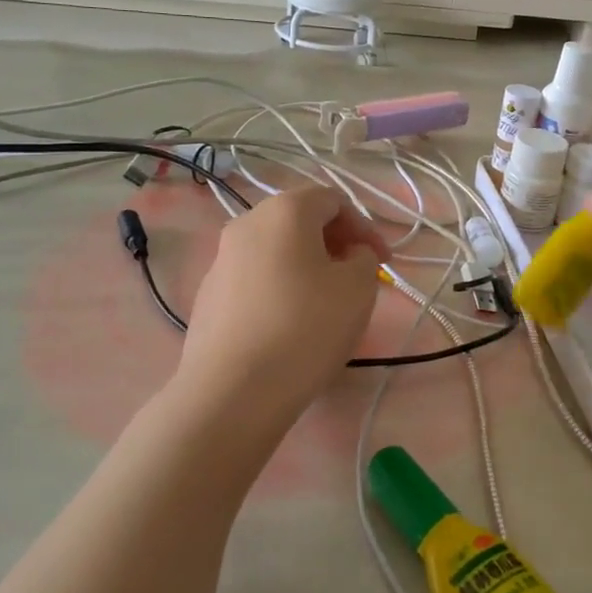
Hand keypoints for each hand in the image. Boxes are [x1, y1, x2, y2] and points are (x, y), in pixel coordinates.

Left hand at [176, 186, 388, 420]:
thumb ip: (363, 257)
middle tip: (358, 279)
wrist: (232, 392)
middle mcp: (246, 224)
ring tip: (326, 304)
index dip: (365, 227)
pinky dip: (280, 289)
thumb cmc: (305, 328)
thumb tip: (348, 254)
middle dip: (336, 244)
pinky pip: (255, 280)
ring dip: (307, 267)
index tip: (383, 263)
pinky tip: (290, 326)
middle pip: (300, 221)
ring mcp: (220, 260)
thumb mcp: (359, 287)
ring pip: (276, 251)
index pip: (333, 200)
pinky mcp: (207, 297)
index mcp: (284, 211)